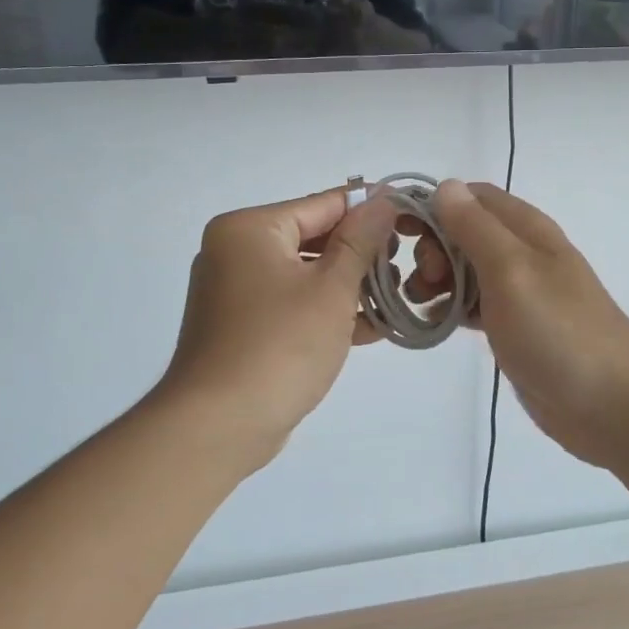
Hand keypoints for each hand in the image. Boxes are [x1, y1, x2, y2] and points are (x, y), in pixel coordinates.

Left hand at [156, 187, 398, 465]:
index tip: (411, 218)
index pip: (323, 204)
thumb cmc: (279, 346)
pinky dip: (325, 312)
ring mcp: (235, 290)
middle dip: (362, 256)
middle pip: (314, 238)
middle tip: (405, 269)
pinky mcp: (241, 326)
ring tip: (394, 301)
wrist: (217, 427)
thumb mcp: (331, 289)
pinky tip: (369, 329)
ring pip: (305, 275)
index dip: (370, 210)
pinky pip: (291, 304)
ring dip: (349, 287)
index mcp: (250, 229)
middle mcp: (235, 250)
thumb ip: (360, 241)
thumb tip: (383, 200)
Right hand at [430, 181, 628, 470]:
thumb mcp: (512, 271)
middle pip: (463, 232)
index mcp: (525, 229)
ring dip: (436, 278)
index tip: (400, 231)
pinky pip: (472, 305)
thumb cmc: (559, 331)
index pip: (470, 197)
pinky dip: (449, 307)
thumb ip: (476, 228)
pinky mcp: (514, 327)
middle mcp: (521, 253)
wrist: (613, 405)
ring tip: (420, 303)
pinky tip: (433, 323)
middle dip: (433, 247)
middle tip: (424, 278)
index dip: (433, 205)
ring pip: (465, 269)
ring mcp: (519, 292)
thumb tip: (444, 186)